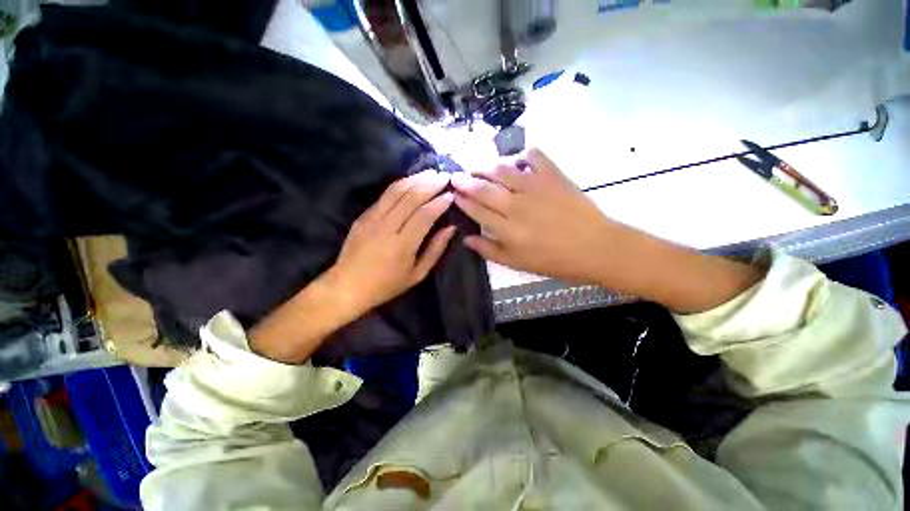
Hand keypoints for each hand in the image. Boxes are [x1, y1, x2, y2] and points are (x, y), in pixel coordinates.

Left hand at [325, 169, 456, 316]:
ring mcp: (372, 218)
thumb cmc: (386, 284)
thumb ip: (435, 250)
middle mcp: (387, 227)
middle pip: (411, 198)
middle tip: (444, 176)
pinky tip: (411, 181)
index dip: (439, 203)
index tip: (451, 195)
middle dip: (430, 184)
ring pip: (396, 191)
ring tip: (430, 173)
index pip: (424, 215)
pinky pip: (384, 195)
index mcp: (402, 245)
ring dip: (415, 179)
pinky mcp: (363, 215)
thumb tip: (451, 228)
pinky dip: (400, 185)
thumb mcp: (417, 274)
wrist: (347, 286)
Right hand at [452, 149, 763, 312]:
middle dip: (465, 180)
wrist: (596, 248)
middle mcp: (516, 206)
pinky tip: (517, 160)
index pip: (476, 210)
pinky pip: (534, 156)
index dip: (462, 200)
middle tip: (456, 175)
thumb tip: (466, 238)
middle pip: (484, 188)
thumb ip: (490, 250)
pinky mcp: (554, 176)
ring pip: (502, 169)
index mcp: (507, 230)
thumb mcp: (517, 264)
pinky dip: (523, 154)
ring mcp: (535, 187)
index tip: (453, 193)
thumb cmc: (555, 261)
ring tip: (477, 166)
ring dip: (486, 166)